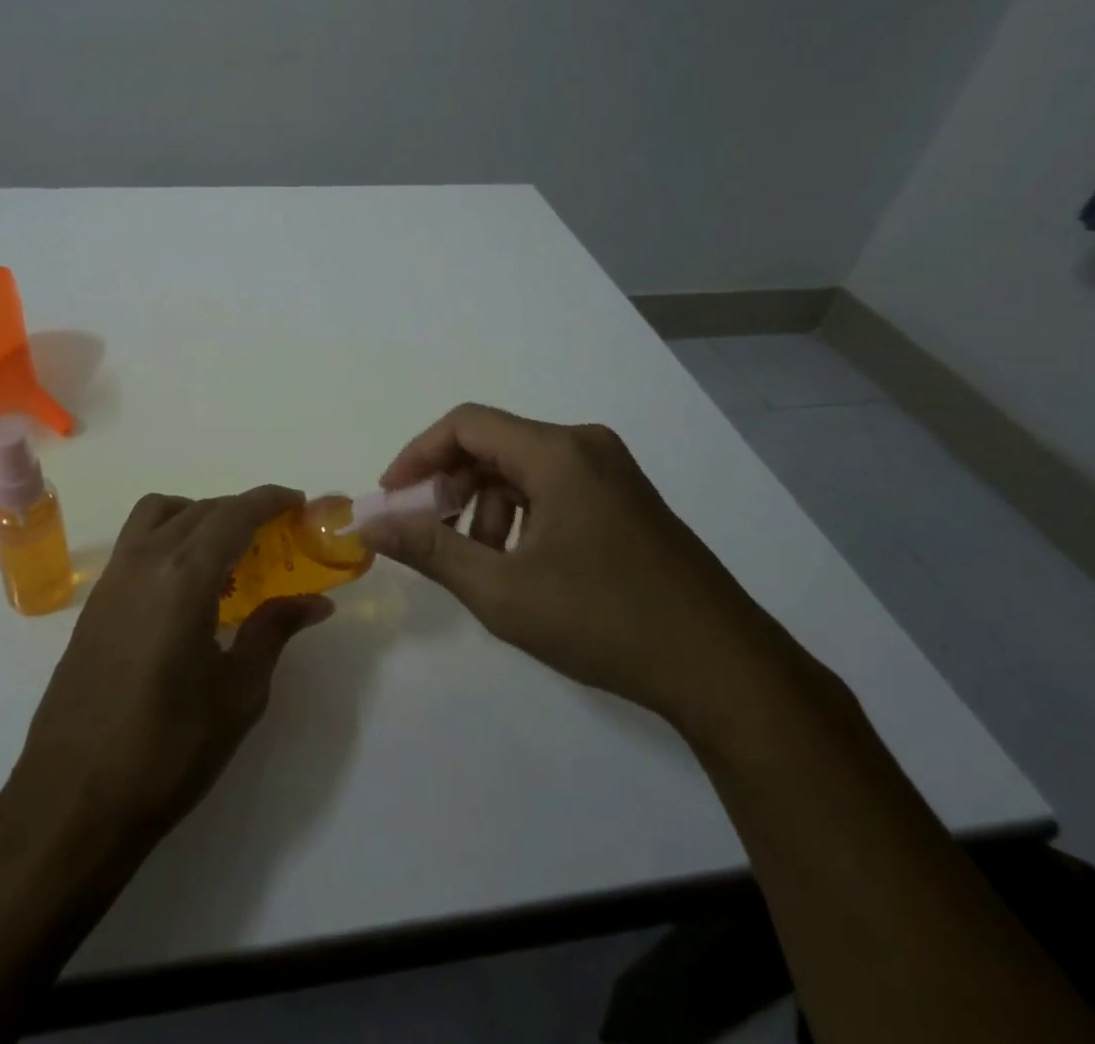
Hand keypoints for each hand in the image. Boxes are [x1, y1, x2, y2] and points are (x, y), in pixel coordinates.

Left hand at [7, 486, 334, 848]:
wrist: (73, 801)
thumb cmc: (167, 750)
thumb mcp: (238, 694)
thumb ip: (274, 632)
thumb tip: (316, 601)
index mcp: (184, 578)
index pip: (233, 514)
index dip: (269, 500)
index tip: (298, 502)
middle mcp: (145, 561)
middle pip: (200, 509)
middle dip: (241, 510)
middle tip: (275, 534)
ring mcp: (113, 578)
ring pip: (159, 514)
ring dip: (198, 514)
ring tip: (227, 550)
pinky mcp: (95, 601)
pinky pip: (137, 541)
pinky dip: (169, 535)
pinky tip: (187, 583)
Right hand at [358, 403, 783, 726]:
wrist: (724, 669)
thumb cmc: (605, 621)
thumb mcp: (502, 591)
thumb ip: (431, 548)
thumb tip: (370, 523)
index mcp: (557, 452)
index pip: (465, 424)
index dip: (418, 455)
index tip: (392, 498)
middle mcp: (585, 445)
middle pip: (494, 443)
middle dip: (450, 484)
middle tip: (427, 531)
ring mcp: (611, 470)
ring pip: (522, 467)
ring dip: (485, 504)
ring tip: (481, 561)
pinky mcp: (626, 498)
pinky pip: (553, 485)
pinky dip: (520, 513)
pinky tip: (521, 563)